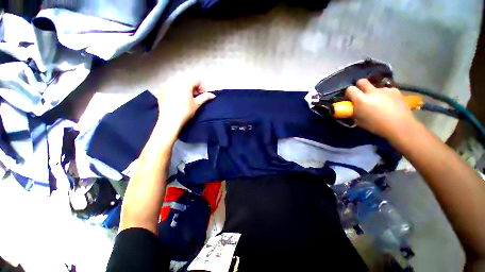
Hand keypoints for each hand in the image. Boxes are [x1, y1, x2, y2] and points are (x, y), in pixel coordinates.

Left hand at [156, 81, 214, 128]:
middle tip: (196, 98)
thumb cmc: (185, 111)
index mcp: (185, 83)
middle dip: (194, 88)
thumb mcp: (197, 104)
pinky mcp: (161, 90)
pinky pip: (172, 87)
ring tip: (187, 99)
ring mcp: (166, 85)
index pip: (197, 80)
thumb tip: (212, 95)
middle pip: (188, 81)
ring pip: (180, 83)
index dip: (203, 88)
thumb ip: (205, 97)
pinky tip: (178, 99)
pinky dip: (177, 90)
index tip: (203, 96)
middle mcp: (175, 80)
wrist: (169, 120)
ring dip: (186, 89)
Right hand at [345, 79, 417, 139]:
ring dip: (374, 92)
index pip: (350, 89)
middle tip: (361, 95)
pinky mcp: (395, 91)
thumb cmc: (376, 125)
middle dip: (359, 86)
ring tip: (378, 102)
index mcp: (361, 99)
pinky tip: (388, 103)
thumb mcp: (359, 121)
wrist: (400, 126)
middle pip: (362, 81)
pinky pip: (387, 90)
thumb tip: (353, 108)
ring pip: (375, 87)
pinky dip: (385, 95)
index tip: (350, 99)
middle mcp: (372, 92)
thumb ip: (354, 112)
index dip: (349, 93)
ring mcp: (385, 90)